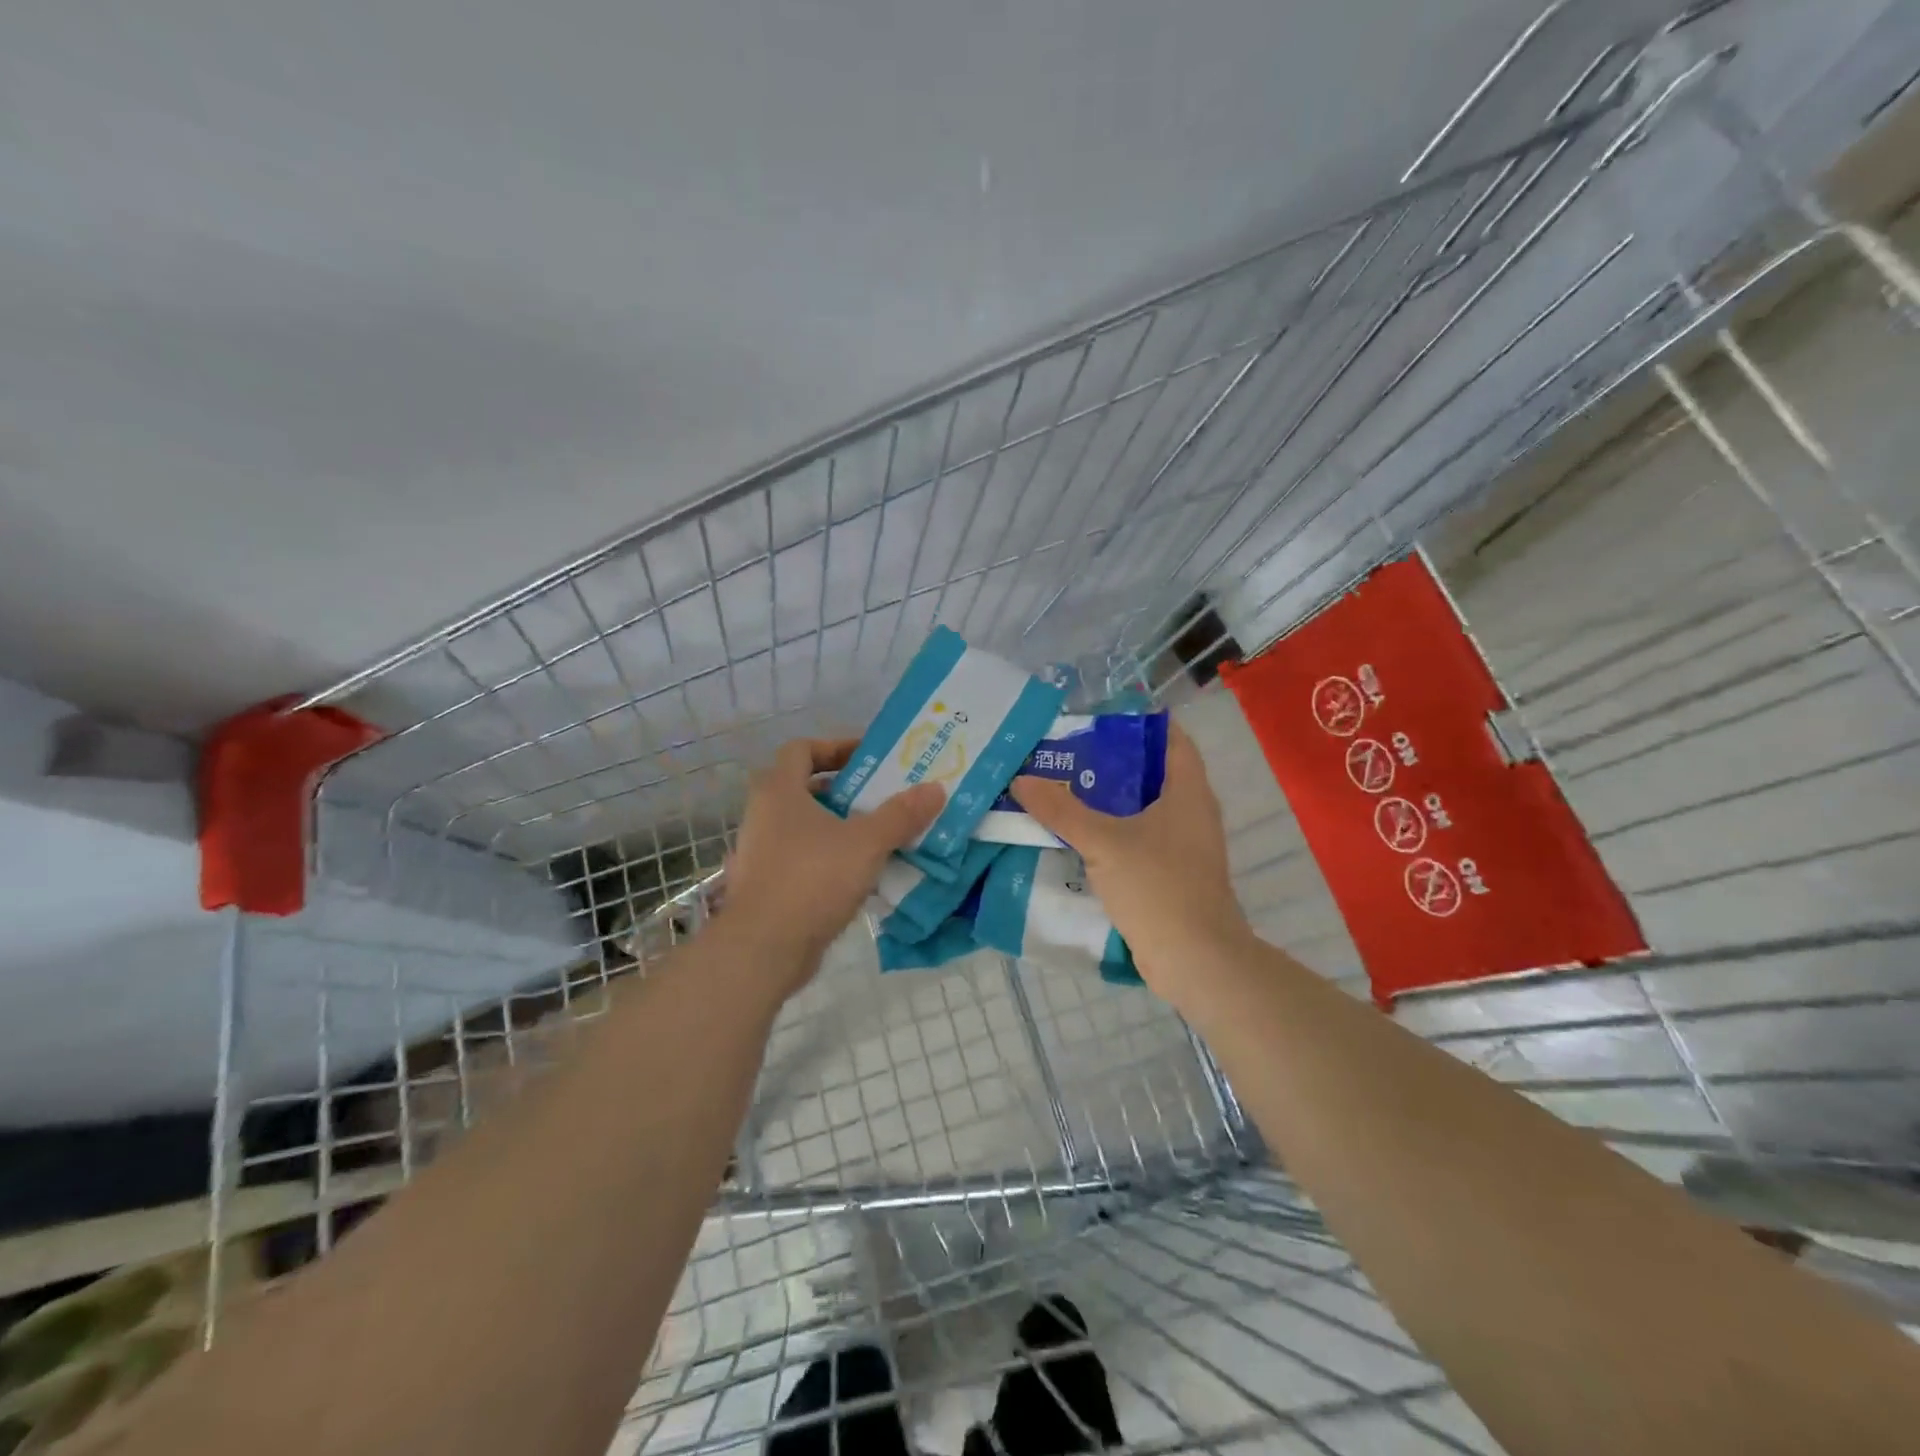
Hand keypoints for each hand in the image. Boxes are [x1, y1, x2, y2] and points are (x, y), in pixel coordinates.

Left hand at [722, 738, 944, 991]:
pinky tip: (863, 873)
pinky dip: (831, 858)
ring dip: (841, 826)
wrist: (763, 949)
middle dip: (846, 790)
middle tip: (883, 797)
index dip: (836, 747)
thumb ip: (901, 814)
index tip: (869, 758)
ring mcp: (762, 852)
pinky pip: (804, 858)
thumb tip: (936, 788)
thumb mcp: (866, 843)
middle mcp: (764, 815)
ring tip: (881, 835)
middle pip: (806, 787)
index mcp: (779, 791)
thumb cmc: (812, 879)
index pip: (802, 749)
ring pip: (807, 826)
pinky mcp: (768, 885)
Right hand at [1011, 722, 1251, 1006]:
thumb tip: (1022, 779)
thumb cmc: (1158, 887)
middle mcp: (1191, 812)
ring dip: (1106, 801)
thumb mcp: (1104, 843)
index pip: (1170, 738)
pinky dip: (1111, 833)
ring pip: (1142, 809)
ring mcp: (1184, 846)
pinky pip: (1138, 840)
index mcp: (1188, 791)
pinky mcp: (1171, 874)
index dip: (1138, 723)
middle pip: (1150, 773)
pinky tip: (1075, 836)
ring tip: (1061, 789)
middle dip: (1110, 762)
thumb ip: (1062, 810)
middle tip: (1065, 753)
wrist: (1196, 960)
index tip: (1096, 718)